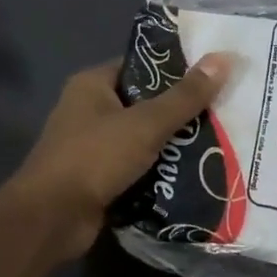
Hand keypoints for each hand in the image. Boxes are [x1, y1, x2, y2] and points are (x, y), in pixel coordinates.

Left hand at [8, 53, 231, 262]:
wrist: (52, 218)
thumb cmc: (94, 157)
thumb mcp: (146, 123)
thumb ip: (185, 96)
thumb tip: (224, 58)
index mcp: (92, 85)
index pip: (140, 66)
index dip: (175, 69)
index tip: (213, 75)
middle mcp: (89, 110)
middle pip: (144, 103)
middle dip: (180, 111)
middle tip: (224, 111)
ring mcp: (92, 147)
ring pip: (142, 138)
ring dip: (173, 145)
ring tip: (219, 142)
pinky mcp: (98, 179)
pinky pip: (136, 168)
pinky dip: (159, 171)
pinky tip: (194, 174)